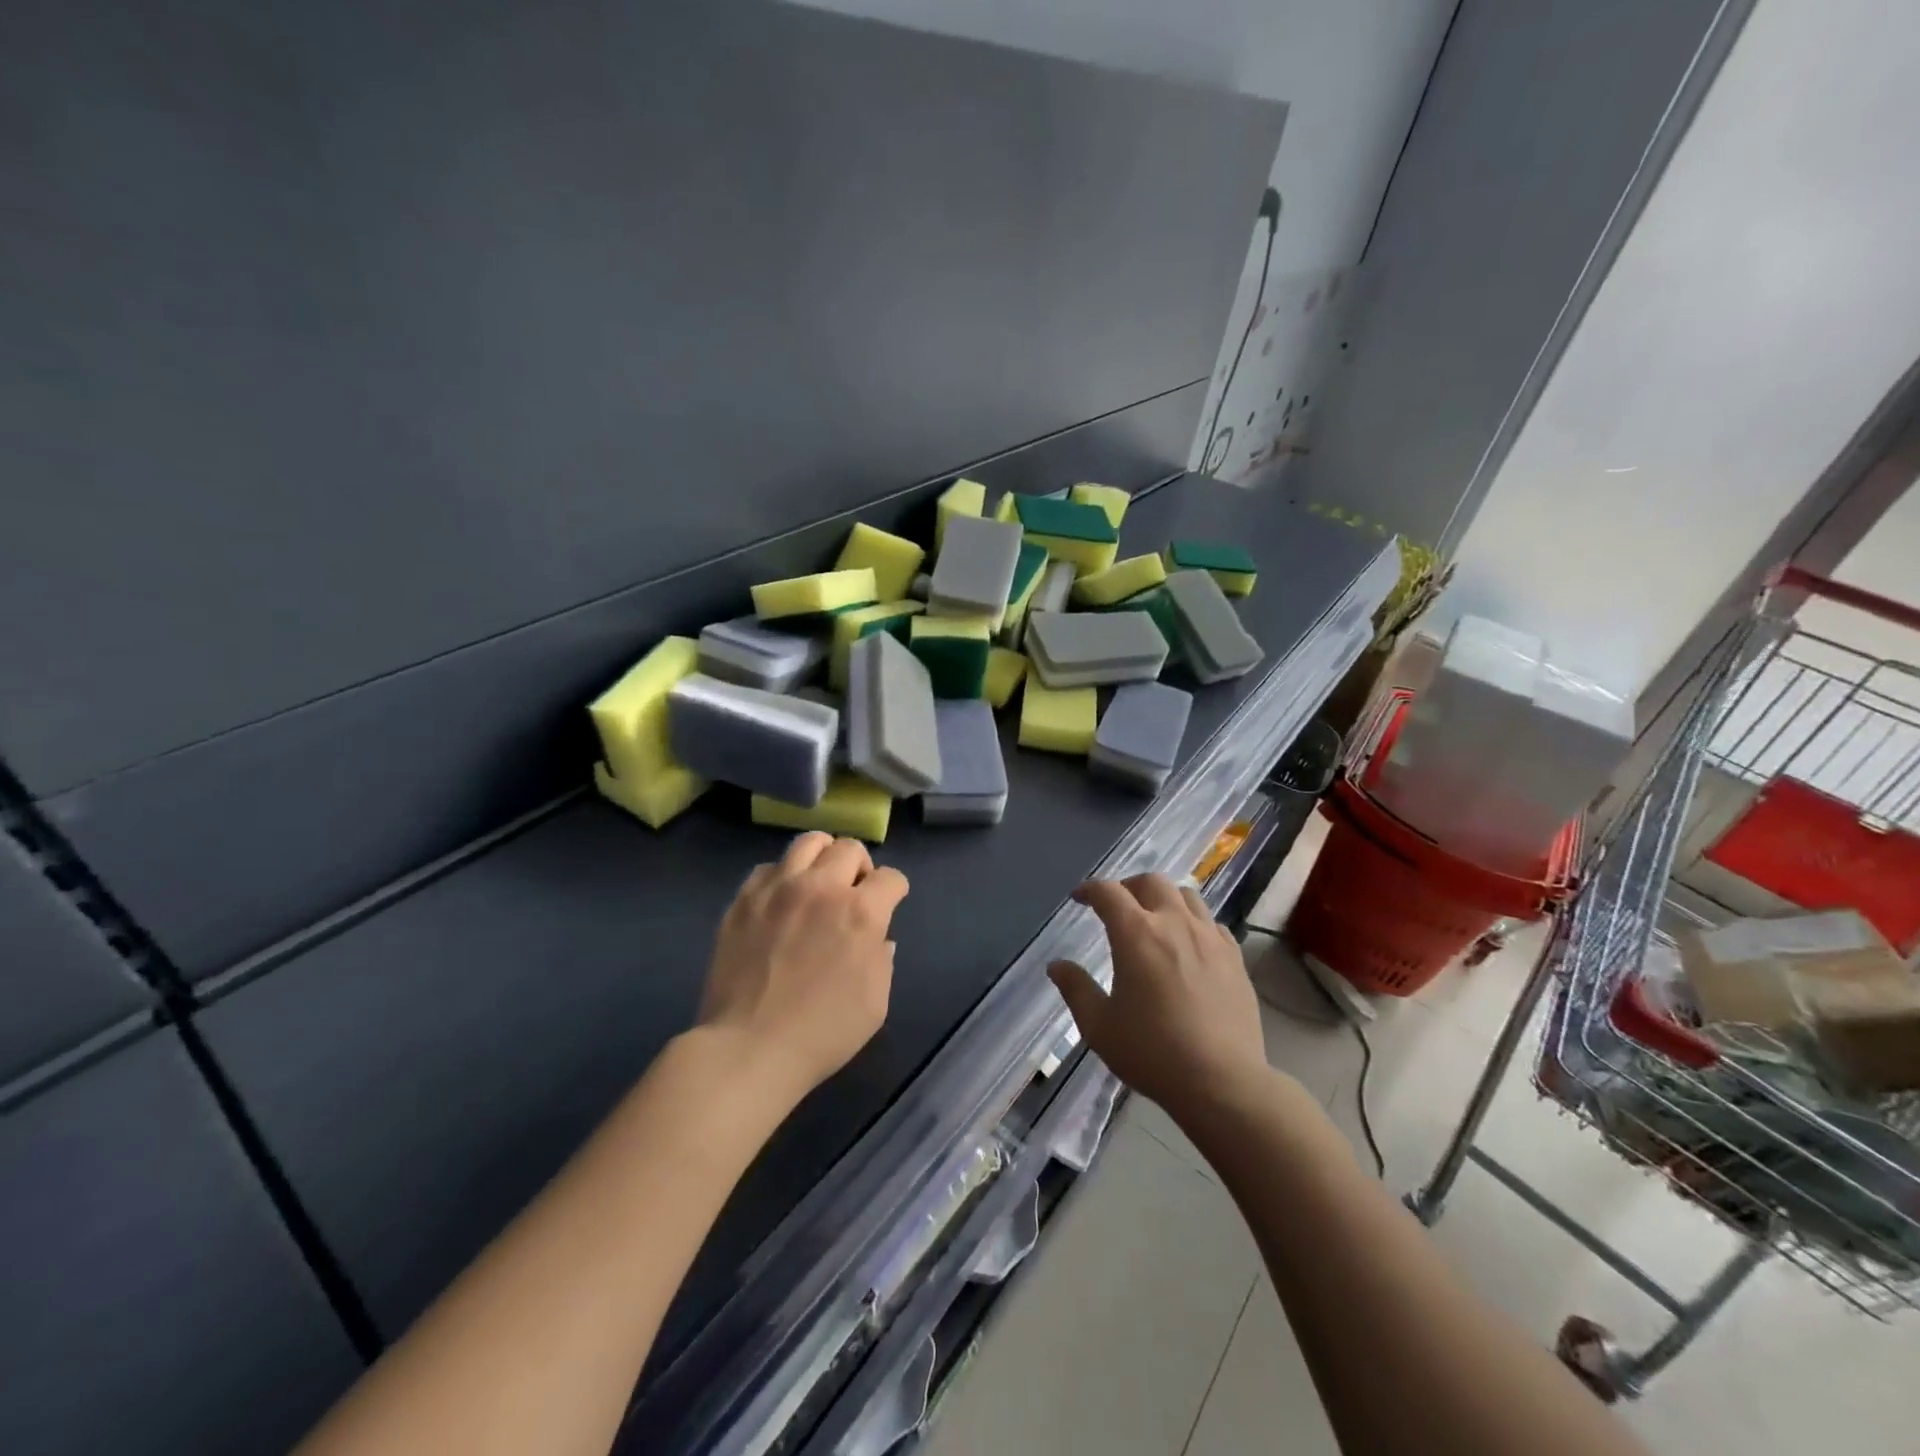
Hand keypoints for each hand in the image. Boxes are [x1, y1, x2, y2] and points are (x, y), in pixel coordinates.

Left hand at [699, 832, 909, 1104]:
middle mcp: (822, 887)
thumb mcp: (875, 1003)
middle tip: (853, 893)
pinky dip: (782, 877)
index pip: (891, 877)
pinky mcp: (744, 899)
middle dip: (860, 867)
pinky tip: (780, 901)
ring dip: (822, 857)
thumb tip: (877, 939)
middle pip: (850, 848)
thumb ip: (882, 960)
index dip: (894, 891)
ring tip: (818, 882)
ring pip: (808, 842)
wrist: (749, 1048)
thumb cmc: (822, 1033)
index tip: (889, 905)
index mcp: (861, 912)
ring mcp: (778, 888)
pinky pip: (768, 868)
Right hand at [1048, 874, 1266, 1119]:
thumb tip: (1057, 966)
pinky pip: (1212, 923)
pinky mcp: (1235, 957)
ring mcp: (1209, 937)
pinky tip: (1189, 945)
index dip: (1089, 890)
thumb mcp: (1099, 1026)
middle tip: (1117, 906)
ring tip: (1155, 920)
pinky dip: (1194, 922)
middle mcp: (1174, 923)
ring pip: (1187, 895)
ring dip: (1164, 899)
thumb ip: (1075, 989)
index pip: (1108, 892)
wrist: (1222, 1082)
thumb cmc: (1152, 1053)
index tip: (1079, 898)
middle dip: (1128, 886)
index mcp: (1136, 934)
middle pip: (1151, 882)